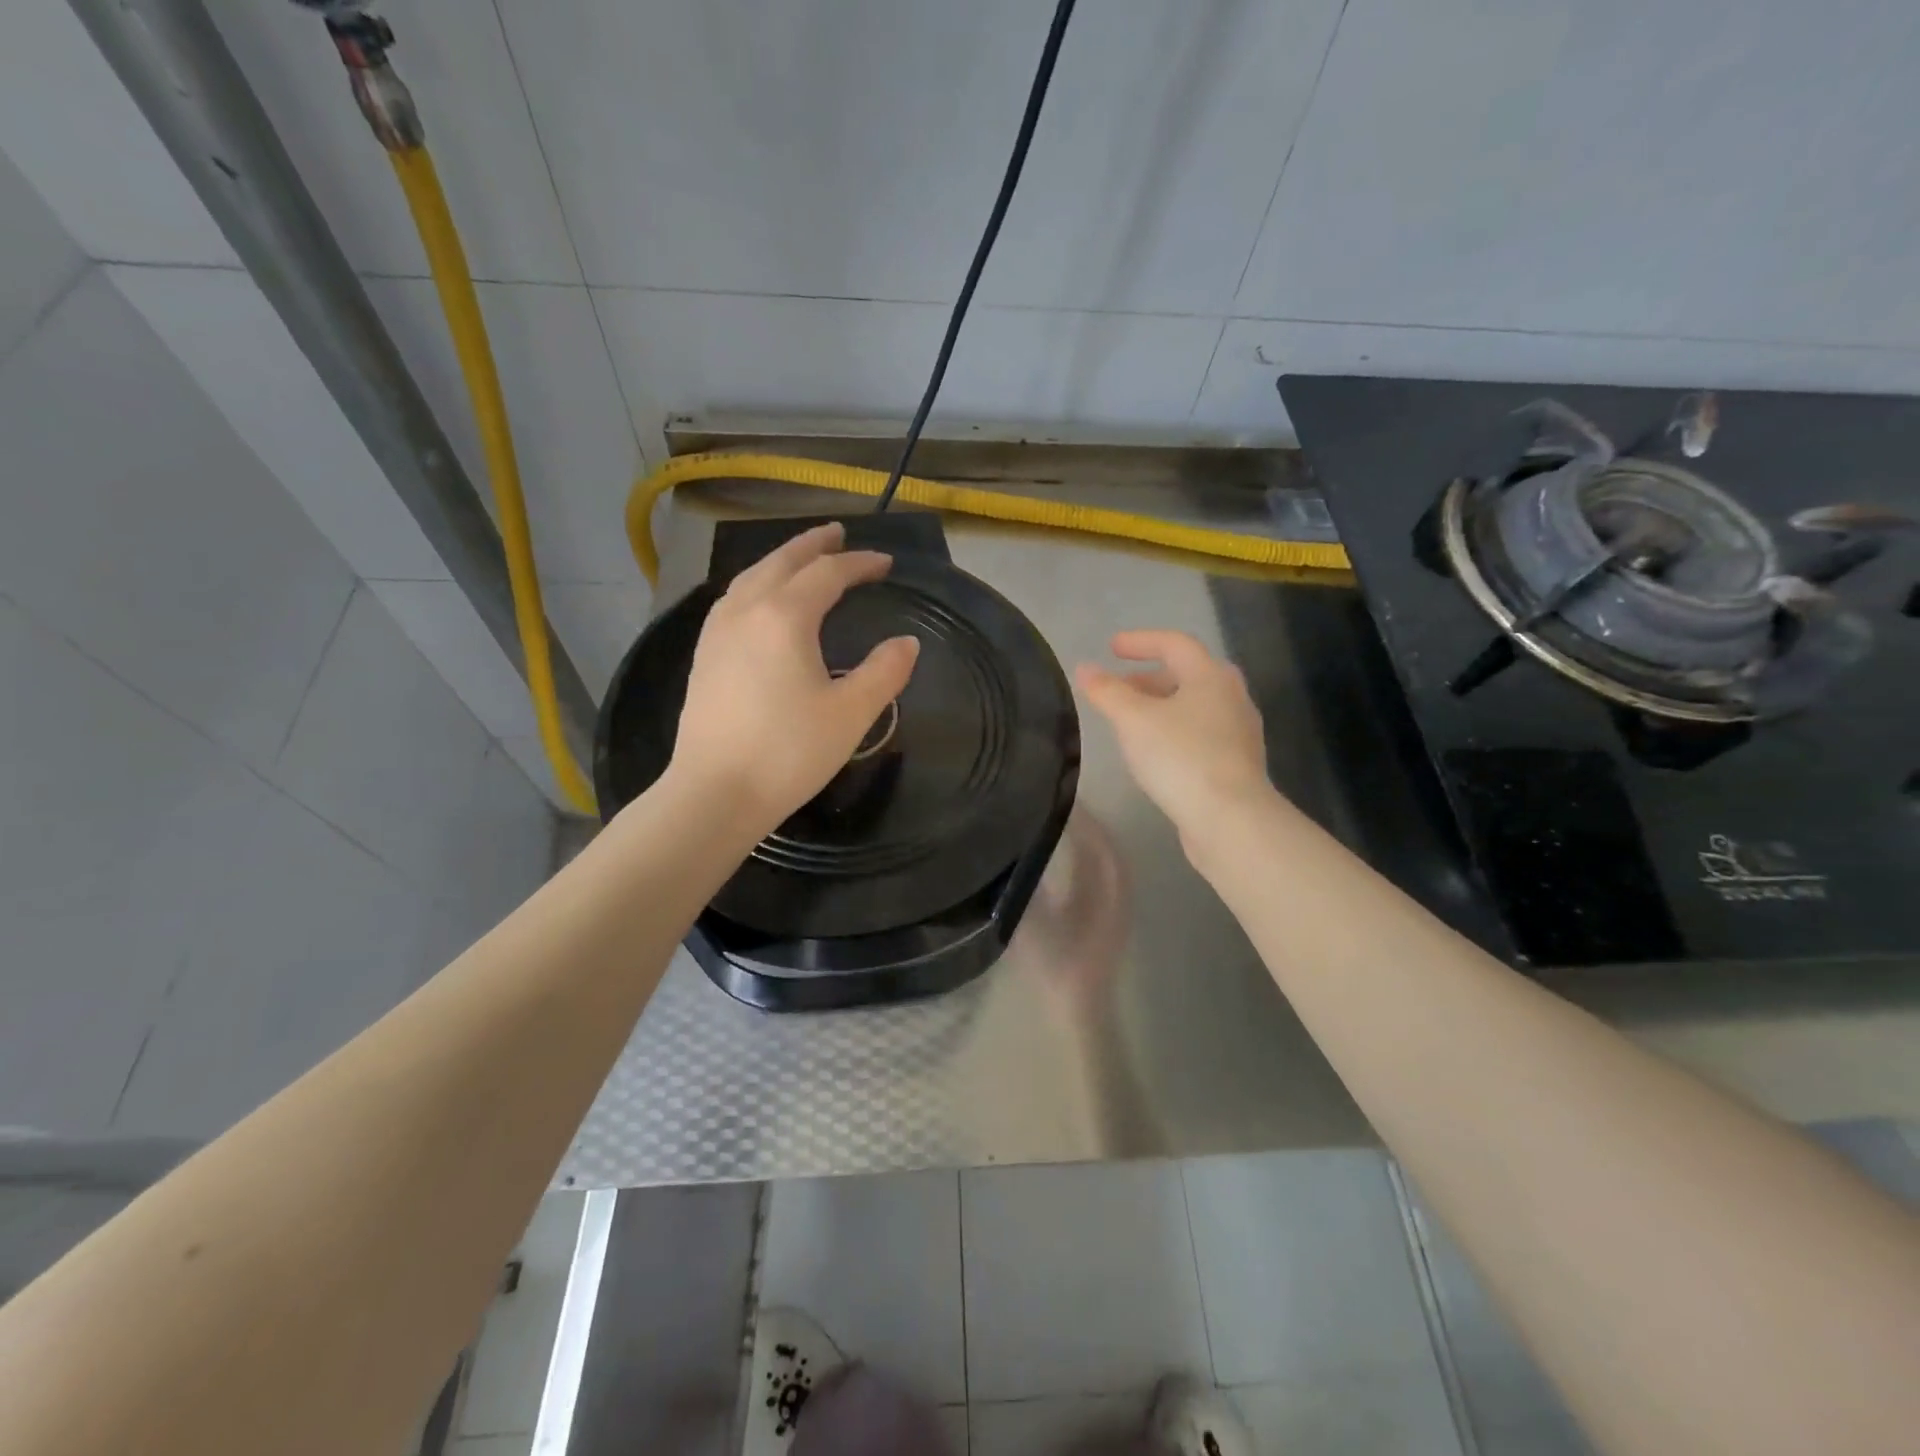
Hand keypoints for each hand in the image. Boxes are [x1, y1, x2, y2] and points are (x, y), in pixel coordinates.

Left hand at [669, 523, 919, 834]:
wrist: (714, 793)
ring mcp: (717, 632)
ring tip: (801, 558)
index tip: (885, 563)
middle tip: (838, 533)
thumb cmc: (788, 753)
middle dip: (813, 545)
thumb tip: (906, 643)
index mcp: (784, 617)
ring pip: (751, 577)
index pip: (828, 574)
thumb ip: (884, 672)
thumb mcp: (851, 714)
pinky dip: (755, 584)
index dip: (859, 564)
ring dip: (780, 560)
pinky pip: (732, 599)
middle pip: (782, 562)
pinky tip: (759, 600)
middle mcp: (746, 611)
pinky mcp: (703, 656)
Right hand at [1076, 630, 1271, 850]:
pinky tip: (1154, 753)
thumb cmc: (1180, 758)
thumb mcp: (1133, 720)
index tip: (1110, 648)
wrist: (1230, 820)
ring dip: (1161, 706)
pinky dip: (1174, 731)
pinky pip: (1200, 733)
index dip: (1140, 641)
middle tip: (1119, 688)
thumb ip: (1107, 692)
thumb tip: (1085, 668)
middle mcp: (1232, 697)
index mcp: (1210, 676)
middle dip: (1149, 677)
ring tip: (1130, 722)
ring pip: (1195, 706)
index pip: (1174, 643)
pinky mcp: (1237, 764)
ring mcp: (1239, 732)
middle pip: (1187, 674)